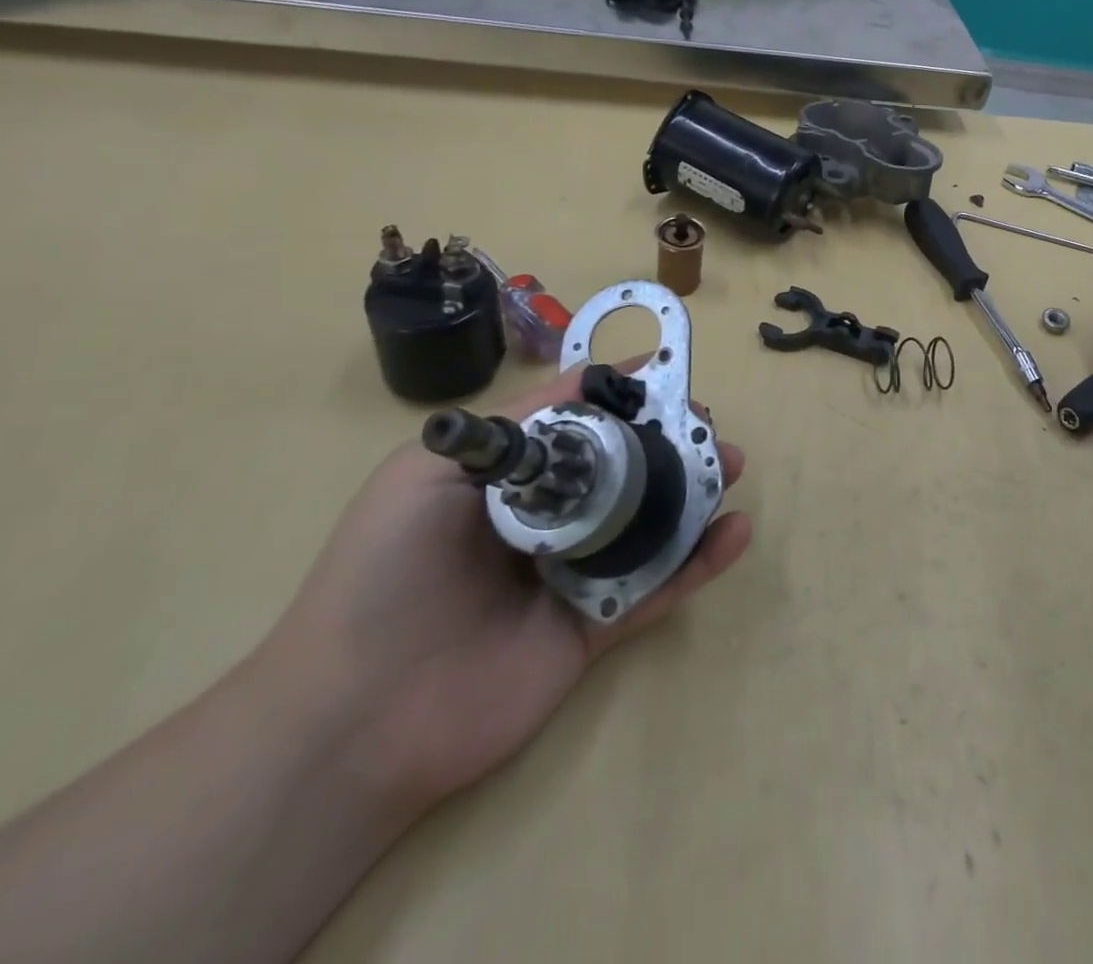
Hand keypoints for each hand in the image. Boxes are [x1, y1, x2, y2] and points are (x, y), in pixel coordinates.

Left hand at [258, 362, 749, 818]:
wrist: (355, 717)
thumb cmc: (385, 573)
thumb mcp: (430, 472)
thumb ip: (515, 425)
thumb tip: (586, 377)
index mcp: (512, 481)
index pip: (581, 426)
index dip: (624, 398)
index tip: (668, 374)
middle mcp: (551, 520)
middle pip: (627, 470)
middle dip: (672, 440)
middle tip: (708, 423)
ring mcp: (577, 575)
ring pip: (652, 523)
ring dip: (698, 491)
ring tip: (731, 464)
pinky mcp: (598, 628)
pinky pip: (659, 586)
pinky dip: (702, 560)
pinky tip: (737, 532)